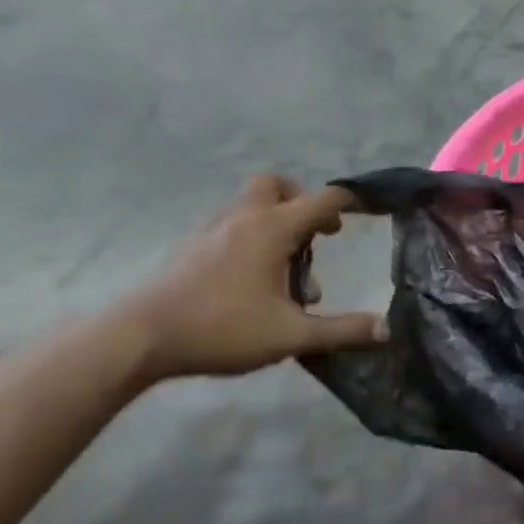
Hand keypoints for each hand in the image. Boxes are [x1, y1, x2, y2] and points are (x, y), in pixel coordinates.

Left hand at [121, 176, 386, 380]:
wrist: (138, 338)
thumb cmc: (221, 329)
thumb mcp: (291, 335)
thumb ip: (341, 330)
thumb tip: (386, 330)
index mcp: (272, 229)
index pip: (322, 200)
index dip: (348, 202)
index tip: (367, 209)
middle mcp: (243, 219)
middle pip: (275, 185)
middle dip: (300, 201)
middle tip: (314, 235)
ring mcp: (211, 231)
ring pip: (250, 205)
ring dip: (275, 222)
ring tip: (286, 269)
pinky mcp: (190, 249)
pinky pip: (230, 226)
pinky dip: (249, 238)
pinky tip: (252, 280)